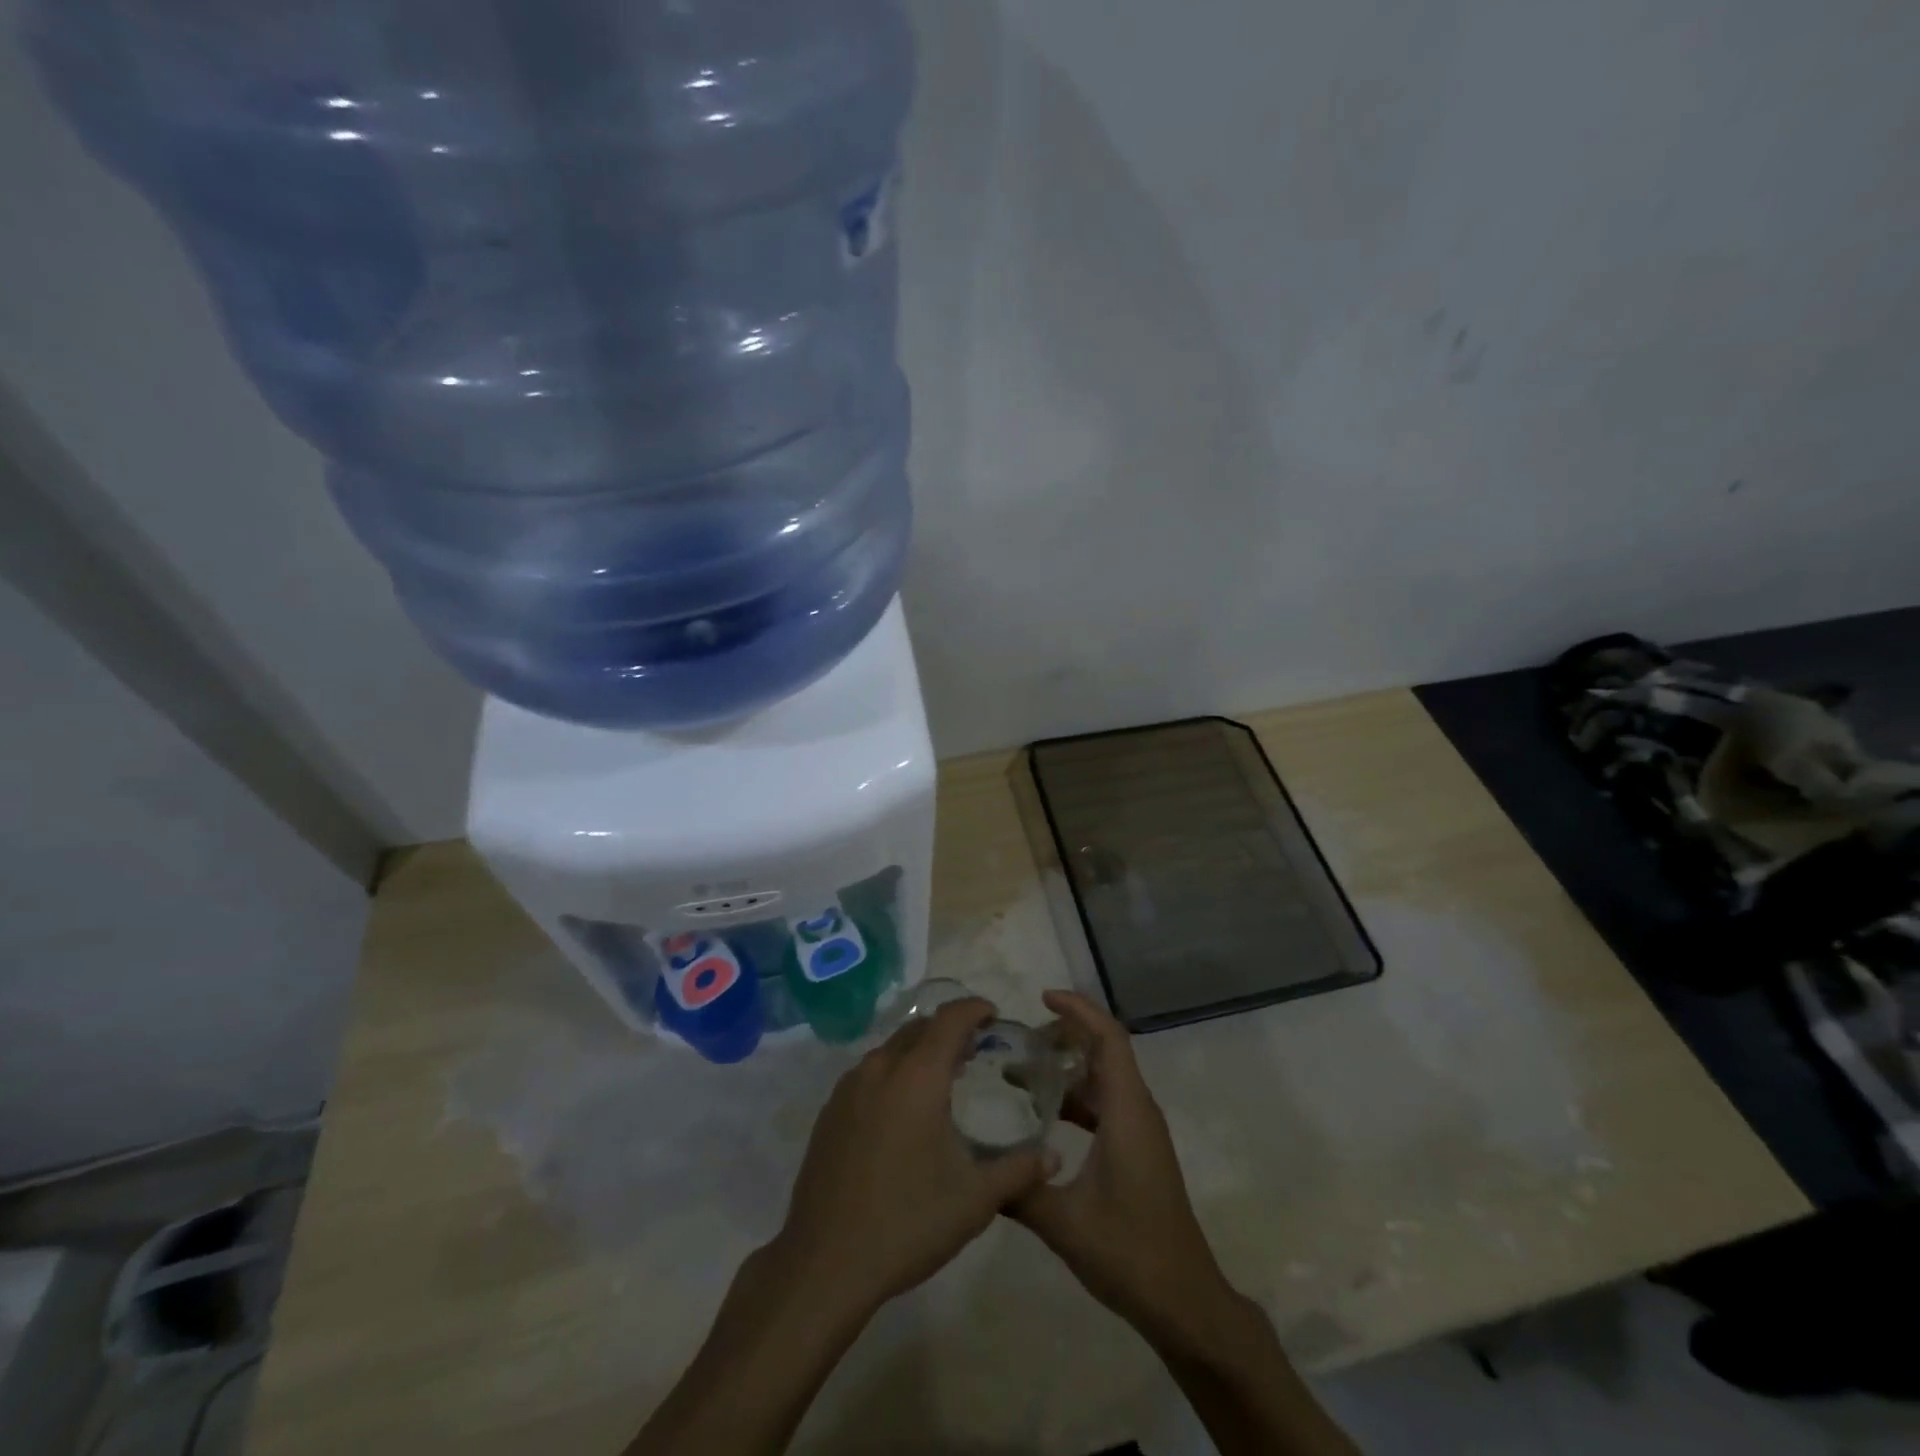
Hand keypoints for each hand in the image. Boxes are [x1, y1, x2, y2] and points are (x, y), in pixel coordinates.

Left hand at [767, 998, 1051, 1321]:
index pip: (950, 1019)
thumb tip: (1054, 1157)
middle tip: (974, 1050)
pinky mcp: (829, 1112)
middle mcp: (880, 1069)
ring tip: (941, 1079)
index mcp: (917, 1076)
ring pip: (890, 1049)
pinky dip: (893, 1073)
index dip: (974, 1009)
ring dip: (919, 1051)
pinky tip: (903, 1111)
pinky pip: (868, 1073)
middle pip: (918, 1028)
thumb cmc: (908, 1222)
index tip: (994, 1015)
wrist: (825, 1263)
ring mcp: (848, 1089)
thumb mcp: (975, 1200)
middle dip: (948, 1029)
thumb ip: (1019, 1171)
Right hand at [1011, 991, 1237, 1344]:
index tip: (1042, 998)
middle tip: (1019, 1040)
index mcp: (1127, 1111)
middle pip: (1105, 1050)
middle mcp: (1137, 1110)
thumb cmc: (1130, 1252)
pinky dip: (1076, 1098)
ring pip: (1104, 1078)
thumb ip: (1019, 1189)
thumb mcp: (1064, 1222)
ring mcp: (1140, 1131)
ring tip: (1020, 1073)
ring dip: (1068, 1068)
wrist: (1184, 1302)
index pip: (1108, 1038)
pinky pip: (1105, 1105)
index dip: (1078, 1010)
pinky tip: (1043, 1117)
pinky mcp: (1137, 1150)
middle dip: (1065, 1035)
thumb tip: (977, 1167)